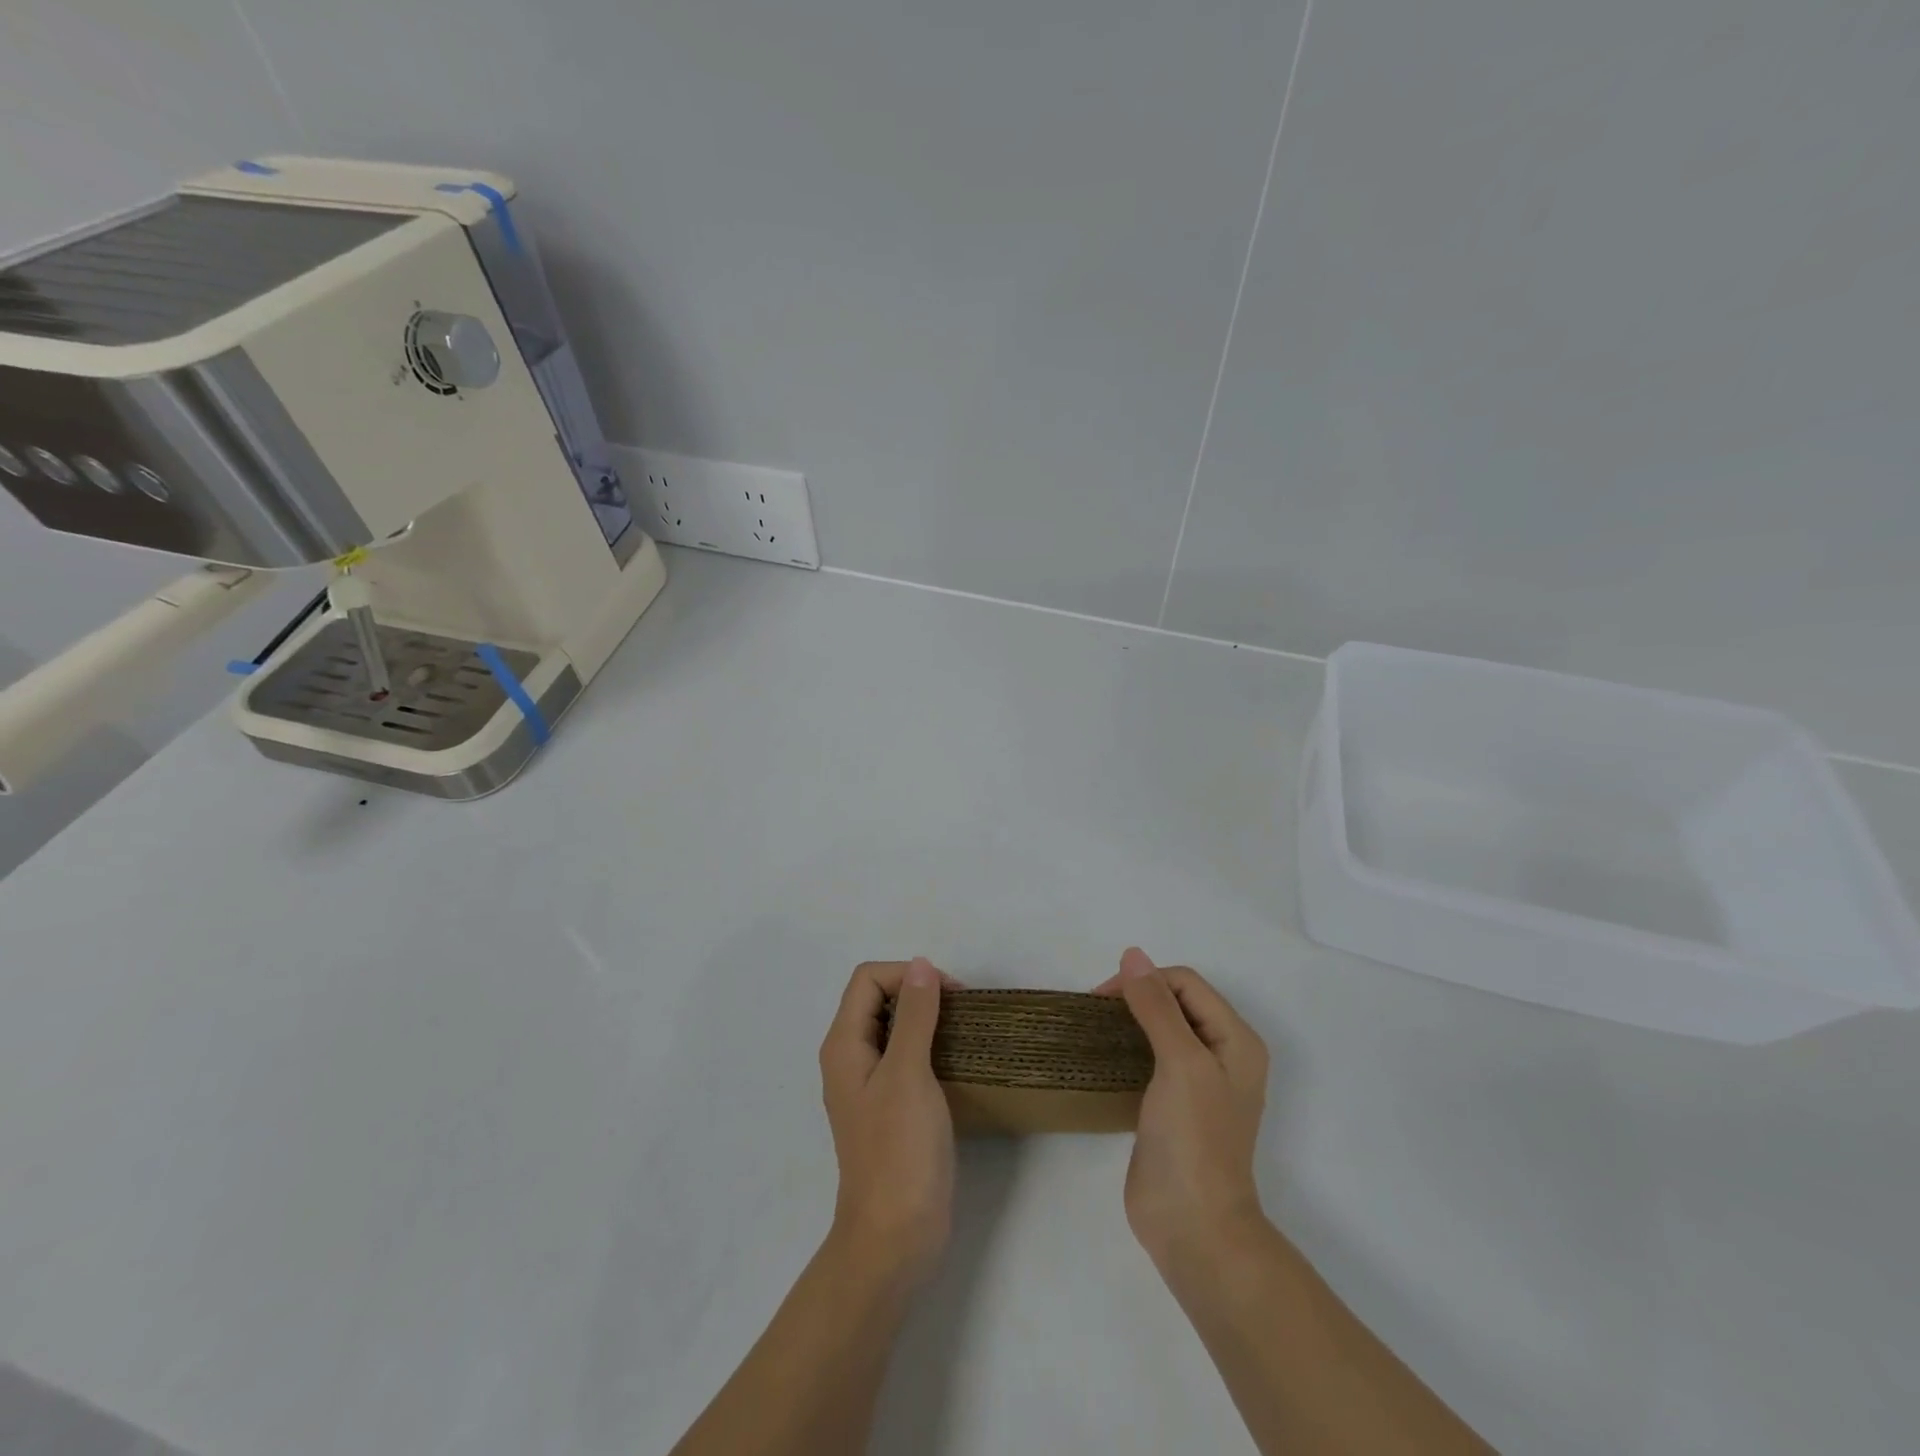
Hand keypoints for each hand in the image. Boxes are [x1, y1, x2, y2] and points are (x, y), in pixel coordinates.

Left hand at [819, 958, 956, 1290]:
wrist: (895, 1237)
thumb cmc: (899, 1151)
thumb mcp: (908, 1074)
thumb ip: (914, 1016)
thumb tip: (921, 965)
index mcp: (844, 1045)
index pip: (868, 979)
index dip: (906, 975)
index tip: (949, 994)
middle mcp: (851, 1058)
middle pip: (878, 999)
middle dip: (918, 992)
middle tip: (960, 1009)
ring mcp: (870, 1085)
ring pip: (894, 1028)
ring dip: (926, 1018)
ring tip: (964, 1030)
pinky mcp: (891, 1108)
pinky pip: (906, 1057)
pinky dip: (929, 1046)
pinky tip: (957, 1060)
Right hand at [1095, 948, 1269, 1268]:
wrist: (1193, 1227)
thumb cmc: (1194, 1139)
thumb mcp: (1180, 1062)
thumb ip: (1157, 1006)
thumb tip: (1133, 954)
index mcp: (1236, 1039)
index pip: (1186, 983)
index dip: (1147, 981)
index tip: (1103, 999)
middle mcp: (1222, 1054)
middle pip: (1175, 1001)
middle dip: (1136, 996)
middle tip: (1095, 1011)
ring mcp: (1198, 1082)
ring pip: (1161, 1028)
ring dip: (1129, 1020)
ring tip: (1094, 1028)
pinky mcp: (1172, 1105)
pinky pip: (1150, 1058)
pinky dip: (1127, 1047)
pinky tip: (1103, 1055)